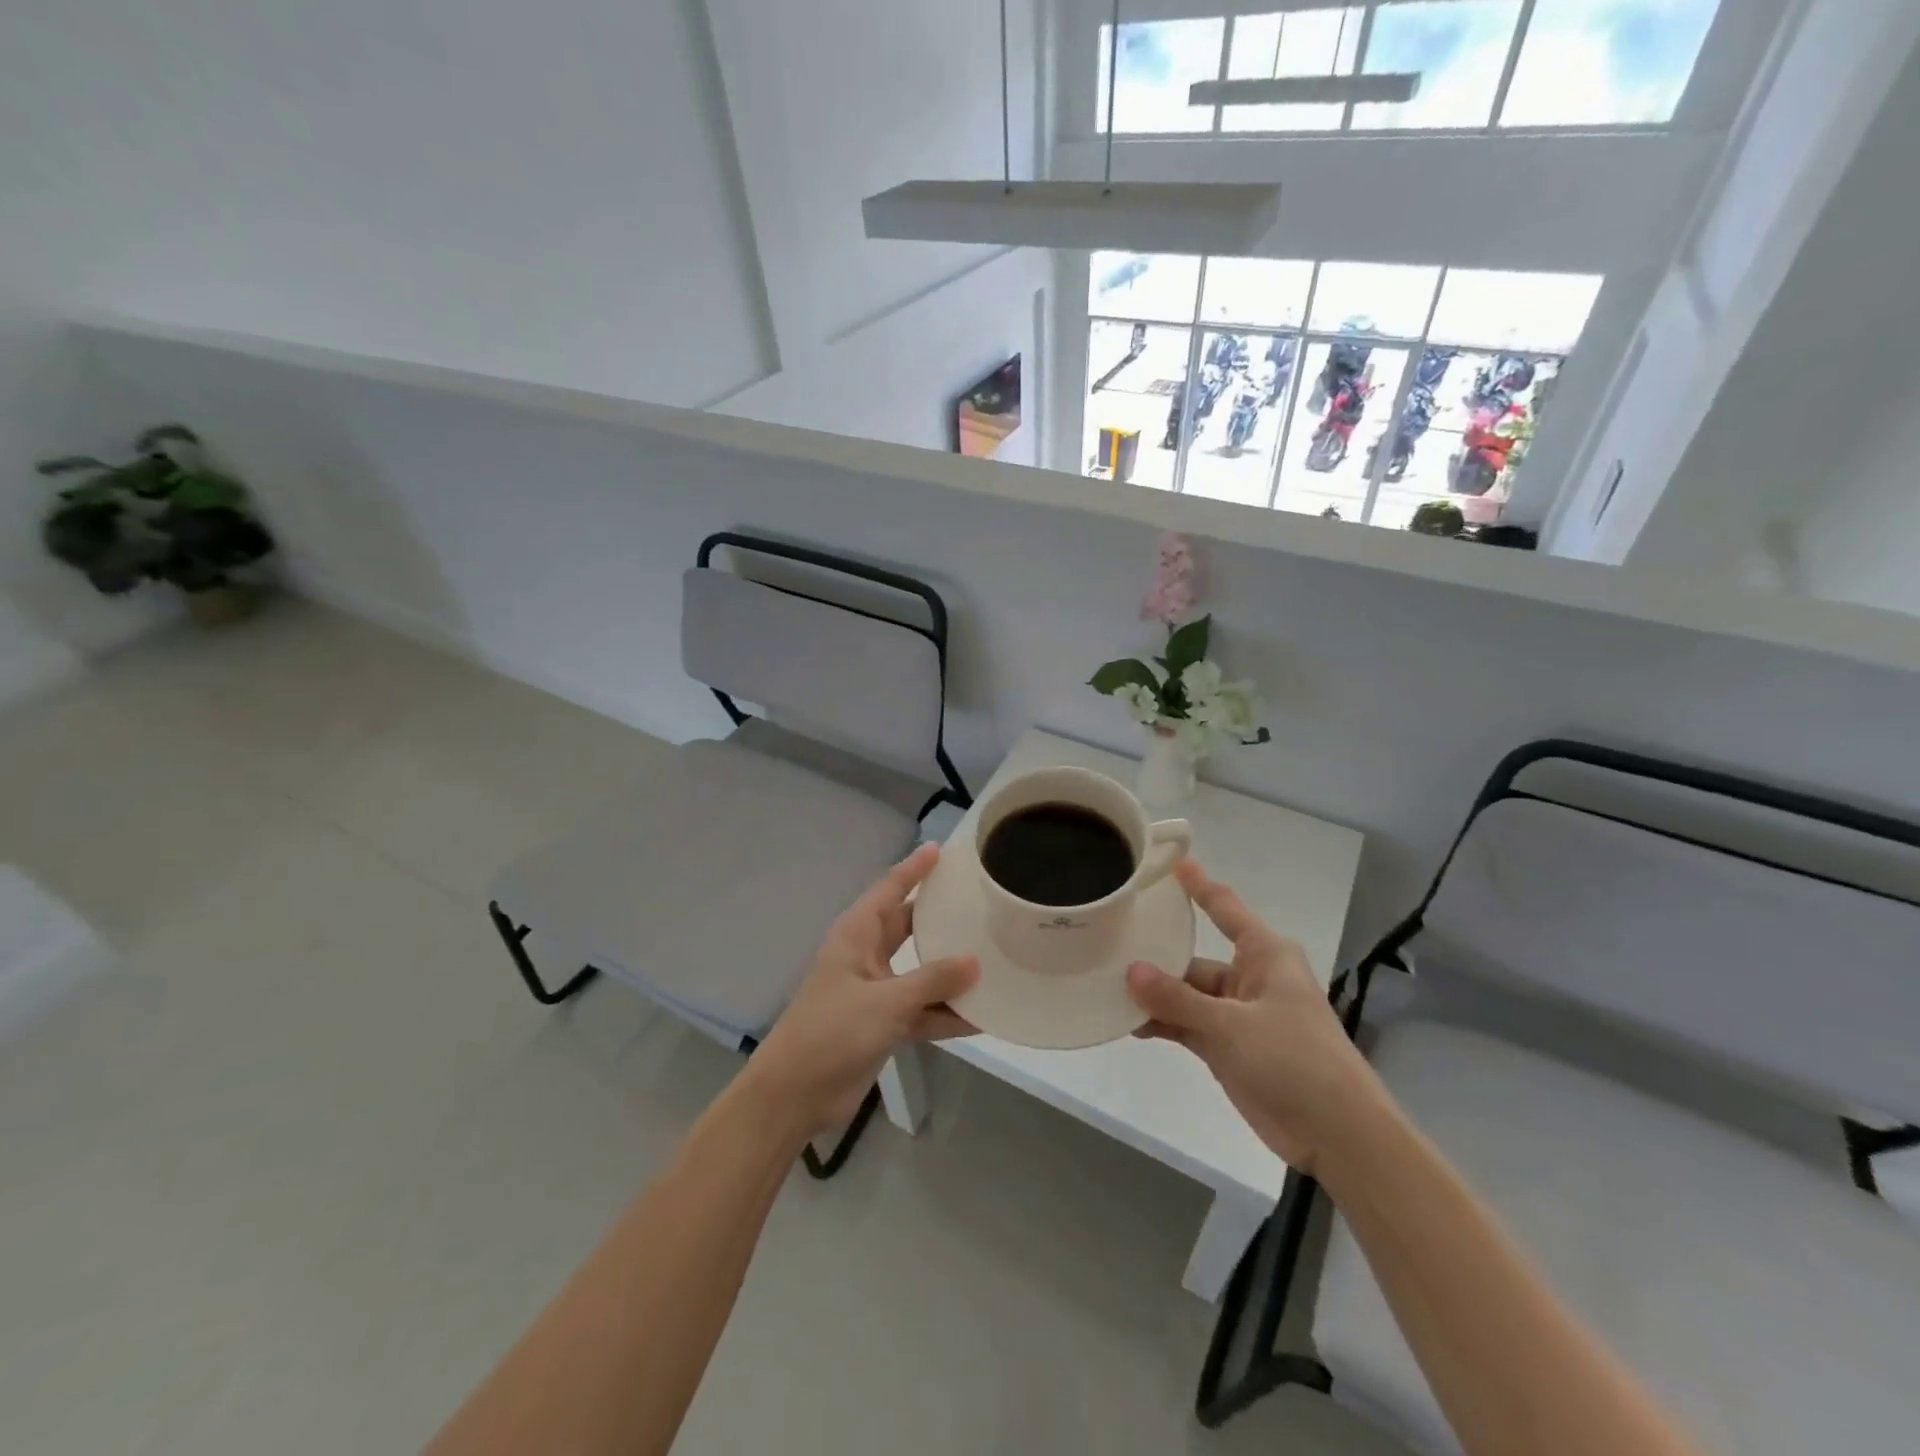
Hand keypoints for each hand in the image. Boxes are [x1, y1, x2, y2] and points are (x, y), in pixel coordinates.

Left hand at [745, 844, 977, 1138]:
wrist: (794, 1095)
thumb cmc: (831, 1032)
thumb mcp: (885, 1002)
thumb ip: (932, 981)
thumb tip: (975, 962)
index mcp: (856, 935)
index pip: (889, 890)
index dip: (914, 869)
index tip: (941, 850)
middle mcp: (867, 956)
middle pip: (909, 926)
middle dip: (940, 916)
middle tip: (979, 901)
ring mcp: (876, 992)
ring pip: (920, 972)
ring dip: (951, 972)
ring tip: (994, 958)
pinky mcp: (884, 1024)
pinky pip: (922, 1010)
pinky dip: (946, 1013)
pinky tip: (982, 1017)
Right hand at [1125, 859, 1389, 1175]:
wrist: (1338, 1136)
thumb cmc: (1296, 1060)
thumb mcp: (1232, 1025)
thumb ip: (1178, 999)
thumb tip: (1130, 971)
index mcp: (1265, 954)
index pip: (1224, 907)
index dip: (1197, 884)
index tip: (1169, 861)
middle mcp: (1250, 976)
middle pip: (1194, 956)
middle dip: (1156, 954)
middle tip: (1108, 940)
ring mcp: (1238, 1014)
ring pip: (1187, 994)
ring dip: (1154, 995)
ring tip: (1105, 984)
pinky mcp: (1229, 1047)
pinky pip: (1188, 1024)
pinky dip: (1163, 1023)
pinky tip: (1127, 1022)